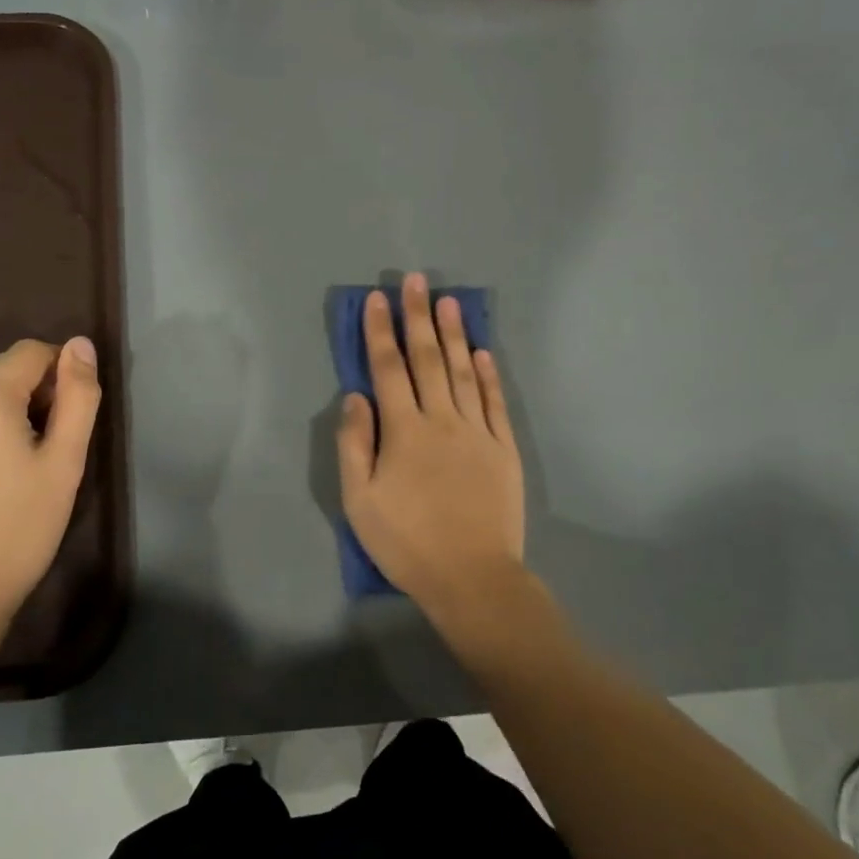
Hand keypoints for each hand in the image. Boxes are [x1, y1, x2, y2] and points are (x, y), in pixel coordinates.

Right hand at [336, 273, 524, 620]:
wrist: (473, 578)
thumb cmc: (407, 542)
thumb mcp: (360, 501)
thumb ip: (355, 445)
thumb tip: (355, 397)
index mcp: (404, 431)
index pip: (388, 369)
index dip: (381, 332)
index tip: (378, 299)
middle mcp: (442, 420)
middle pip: (428, 359)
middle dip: (419, 317)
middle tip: (417, 281)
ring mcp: (478, 432)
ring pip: (464, 372)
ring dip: (455, 334)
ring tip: (449, 301)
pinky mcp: (504, 449)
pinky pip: (495, 402)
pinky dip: (489, 374)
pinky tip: (484, 352)